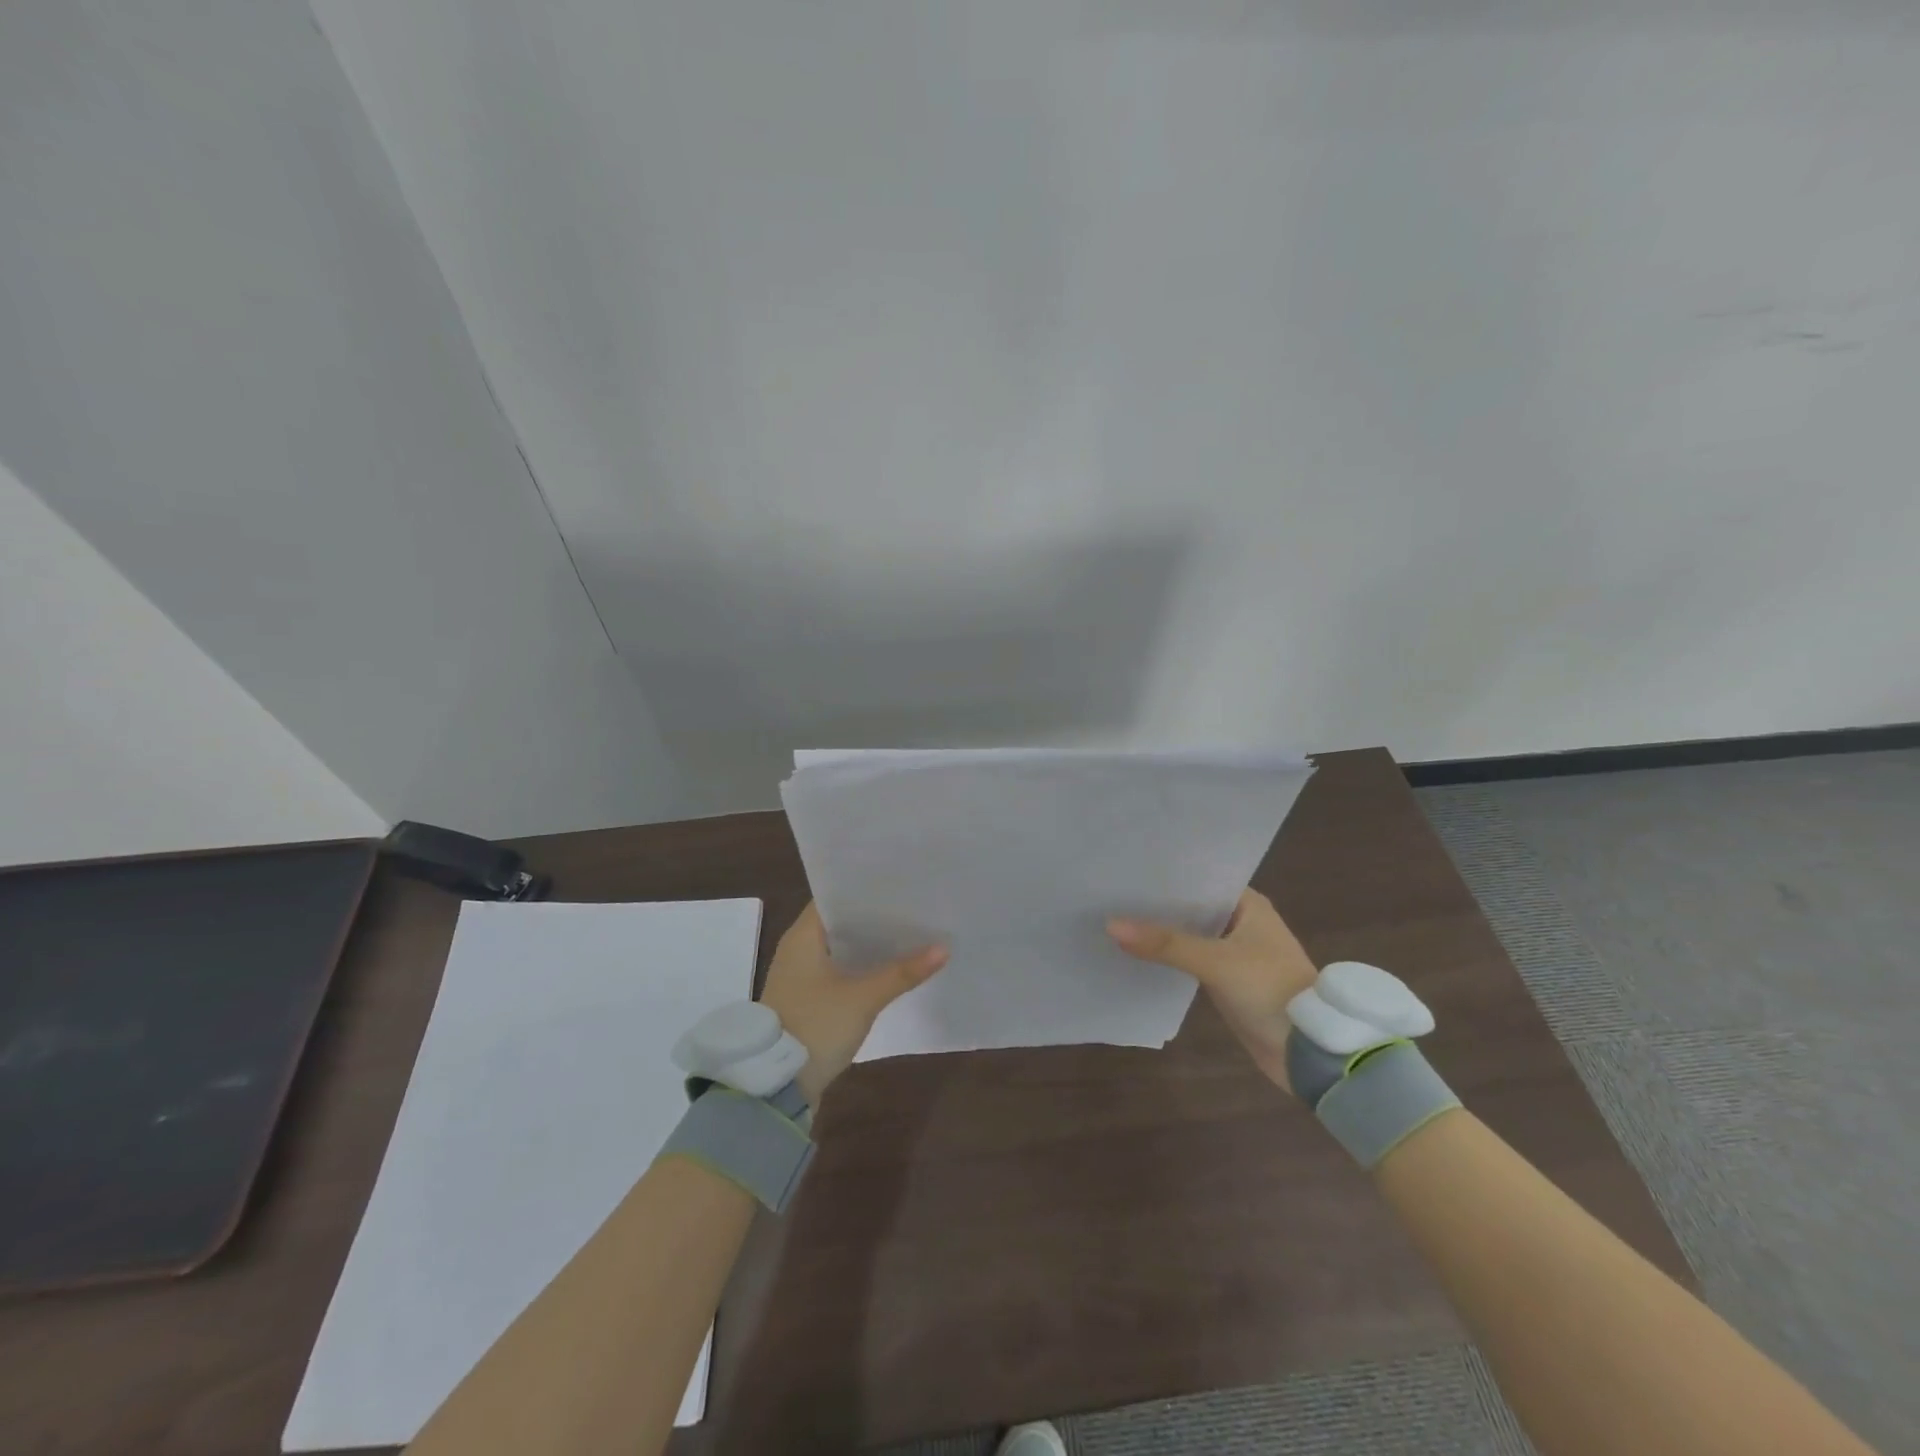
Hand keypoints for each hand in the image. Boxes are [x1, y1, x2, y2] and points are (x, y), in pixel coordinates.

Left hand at [758, 902, 946, 1107]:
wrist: (776, 1083)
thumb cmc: (816, 1025)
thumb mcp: (863, 998)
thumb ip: (902, 973)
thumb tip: (944, 948)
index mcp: (802, 936)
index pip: (834, 898)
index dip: (865, 891)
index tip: (898, 886)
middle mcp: (797, 949)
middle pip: (840, 923)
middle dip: (874, 919)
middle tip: (912, 908)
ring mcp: (800, 976)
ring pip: (840, 949)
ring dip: (868, 946)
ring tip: (908, 934)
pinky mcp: (806, 1000)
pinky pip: (837, 971)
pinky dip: (860, 967)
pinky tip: (888, 969)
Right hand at [1108, 888, 1316, 1092]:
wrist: (1309, 1052)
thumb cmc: (1271, 990)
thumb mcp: (1216, 962)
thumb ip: (1165, 944)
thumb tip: (1111, 925)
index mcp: (1249, 904)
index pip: (1199, 878)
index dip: (1165, 876)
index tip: (1126, 870)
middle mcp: (1242, 922)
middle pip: (1191, 907)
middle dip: (1157, 905)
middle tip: (1111, 893)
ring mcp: (1234, 952)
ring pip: (1189, 934)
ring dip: (1161, 932)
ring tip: (1114, 917)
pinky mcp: (1227, 980)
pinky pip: (1190, 960)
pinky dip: (1168, 957)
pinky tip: (1136, 953)